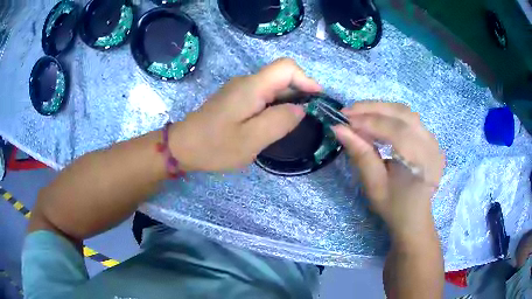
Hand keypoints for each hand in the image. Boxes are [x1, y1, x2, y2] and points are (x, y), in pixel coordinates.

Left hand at [169, 58, 321, 171]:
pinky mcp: (234, 99)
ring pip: (272, 87)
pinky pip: (261, 96)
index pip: (286, 67)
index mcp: (252, 87)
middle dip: (299, 93)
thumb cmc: (215, 146)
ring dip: (287, 101)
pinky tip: (272, 123)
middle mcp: (246, 82)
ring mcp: (239, 90)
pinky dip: (274, 106)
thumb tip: (300, 109)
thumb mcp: (251, 140)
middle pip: (281, 76)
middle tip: (307, 118)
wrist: (182, 147)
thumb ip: (279, 121)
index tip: (316, 100)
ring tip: (292, 124)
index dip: (306, 79)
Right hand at [332, 102, 444, 239]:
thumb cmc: (394, 207)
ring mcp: (433, 140)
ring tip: (359, 114)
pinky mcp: (431, 139)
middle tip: (348, 112)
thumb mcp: (374, 185)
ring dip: (381, 109)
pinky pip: (410, 118)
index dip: (368, 121)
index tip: (343, 119)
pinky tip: (377, 120)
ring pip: (405, 112)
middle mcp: (431, 145)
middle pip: (402, 113)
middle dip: (373, 109)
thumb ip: (361, 154)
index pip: (395, 130)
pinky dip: (390, 115)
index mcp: (421, 162)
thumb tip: (339, 129)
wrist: (415, 217)